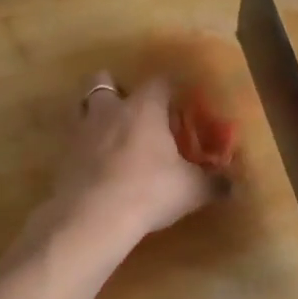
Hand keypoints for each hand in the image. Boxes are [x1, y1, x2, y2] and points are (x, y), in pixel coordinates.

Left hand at [46, 73, 219, 243]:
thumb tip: (234, 185)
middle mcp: (110, 110)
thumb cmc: (149, 191)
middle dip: (118, 89)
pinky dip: (84, 147)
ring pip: (82, 106)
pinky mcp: (62, 156)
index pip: (159, 81)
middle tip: (135, 112)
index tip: (179, 103)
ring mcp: (81, 131)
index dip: (170, 89)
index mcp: (143, 108)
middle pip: (104, 80)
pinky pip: (73, 140)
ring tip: (111, 135)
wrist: (92, 218)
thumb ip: (213, 183)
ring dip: (95, 114)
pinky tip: (97, 167)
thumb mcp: (190, 190)